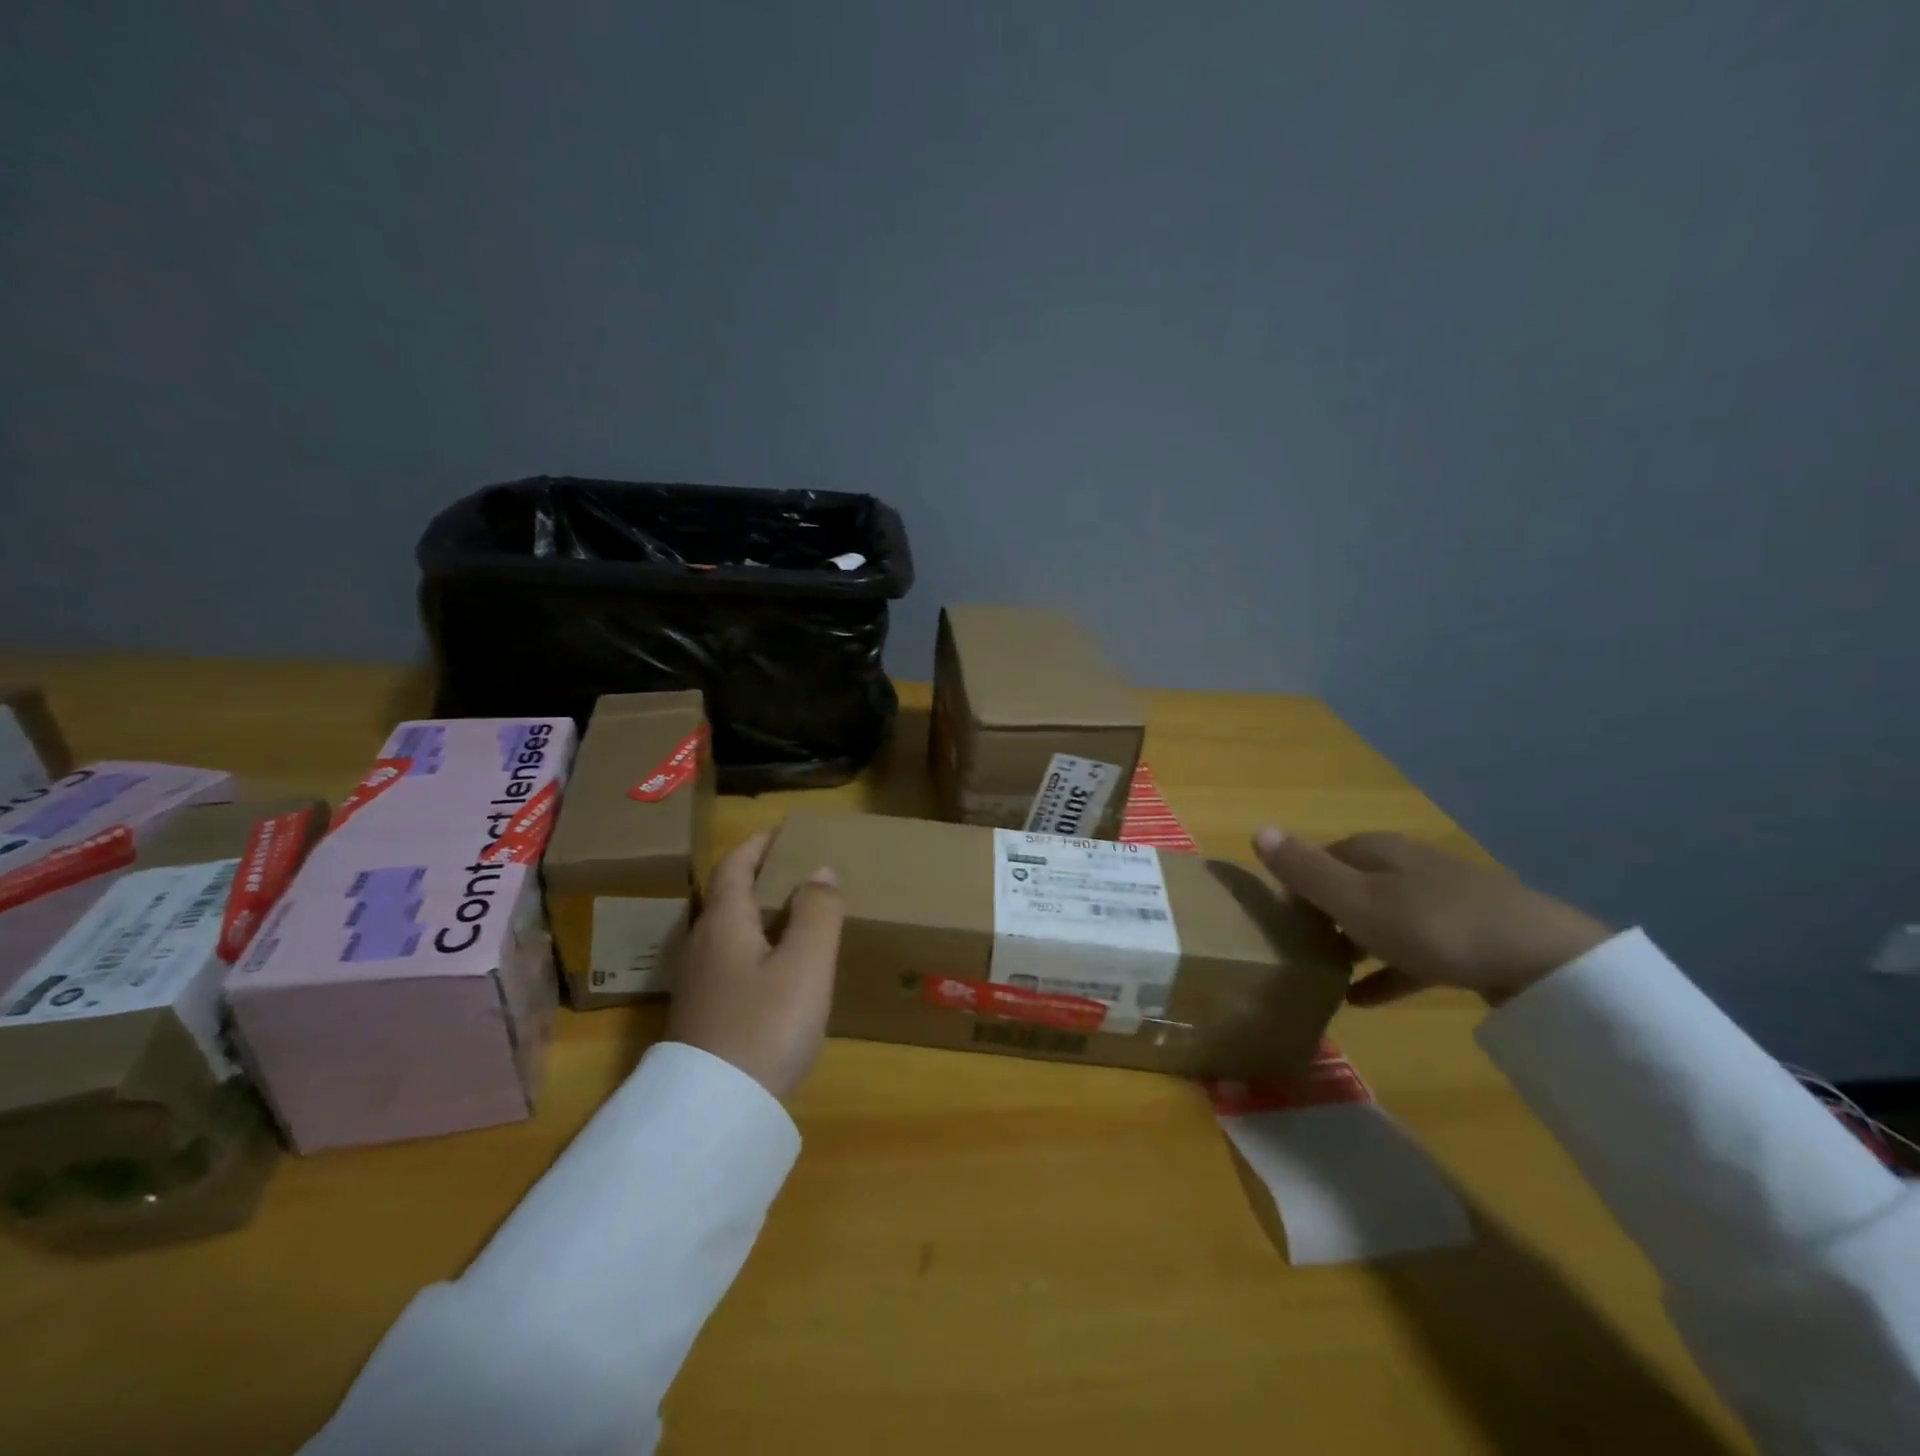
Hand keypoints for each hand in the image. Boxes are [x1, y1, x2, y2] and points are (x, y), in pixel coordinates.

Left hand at [665, 831, 844, 1098]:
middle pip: (729, 896)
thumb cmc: (765, 1026)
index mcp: (725, 922)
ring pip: (731, 930)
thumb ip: (818, 911)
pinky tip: (781, 968)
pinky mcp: (704, 1014)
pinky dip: (758, 944)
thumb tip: (820, 870)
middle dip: (762, 875)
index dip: (758, 844)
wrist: (715, 1113)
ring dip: (761, 912)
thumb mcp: (805, 964)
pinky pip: (733, 959)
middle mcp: (703, 945)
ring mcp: (699, 983)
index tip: (785, 831)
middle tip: (802, 870)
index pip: (735, 865)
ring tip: (800, 914)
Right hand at [1253, 827, 1609, 1005]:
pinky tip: (1364, 999)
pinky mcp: (1468, 937)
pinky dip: (1386, 970)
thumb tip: (1256, 827)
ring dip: (1351, 943)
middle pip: (1351, 885)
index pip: (1320, 857)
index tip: (1272, 918)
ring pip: (1381, 917)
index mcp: (1376, 850)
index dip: (1294, 884)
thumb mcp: (1356, 900)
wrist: (1546, 960)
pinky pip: (1412, 951)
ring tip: (1320, 973)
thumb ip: (1305, 870)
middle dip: (1321, 913)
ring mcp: (1441, 900)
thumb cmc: (1433, 924)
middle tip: (1293, 949)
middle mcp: (1406, 866)